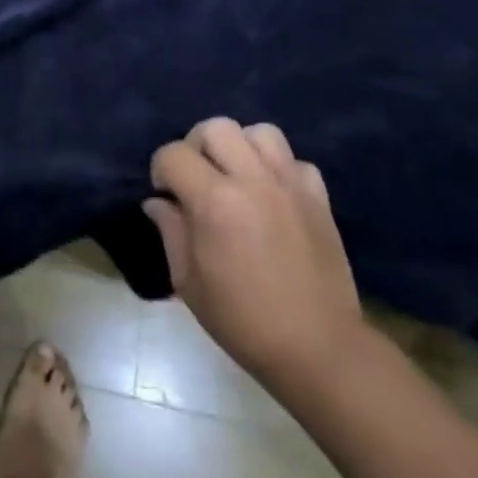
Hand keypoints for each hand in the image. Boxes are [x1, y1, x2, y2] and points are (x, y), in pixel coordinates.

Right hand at [145, 118, 363, 401]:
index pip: (173, 154)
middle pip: (216, 127)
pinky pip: (295, 161)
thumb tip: (158, 202)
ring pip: (259, 132)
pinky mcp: (319, 198)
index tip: (166, 195)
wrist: (318, 349)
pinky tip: (273, 195)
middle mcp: (252, 180)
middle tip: (198, 178)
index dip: (161, 170)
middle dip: (197, 146)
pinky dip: (280, 169)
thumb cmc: (243, 320)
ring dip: (241, 147)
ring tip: (237, 177)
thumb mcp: (188, 282)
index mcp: (214, 201)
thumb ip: (170, 231)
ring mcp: (290, 185)